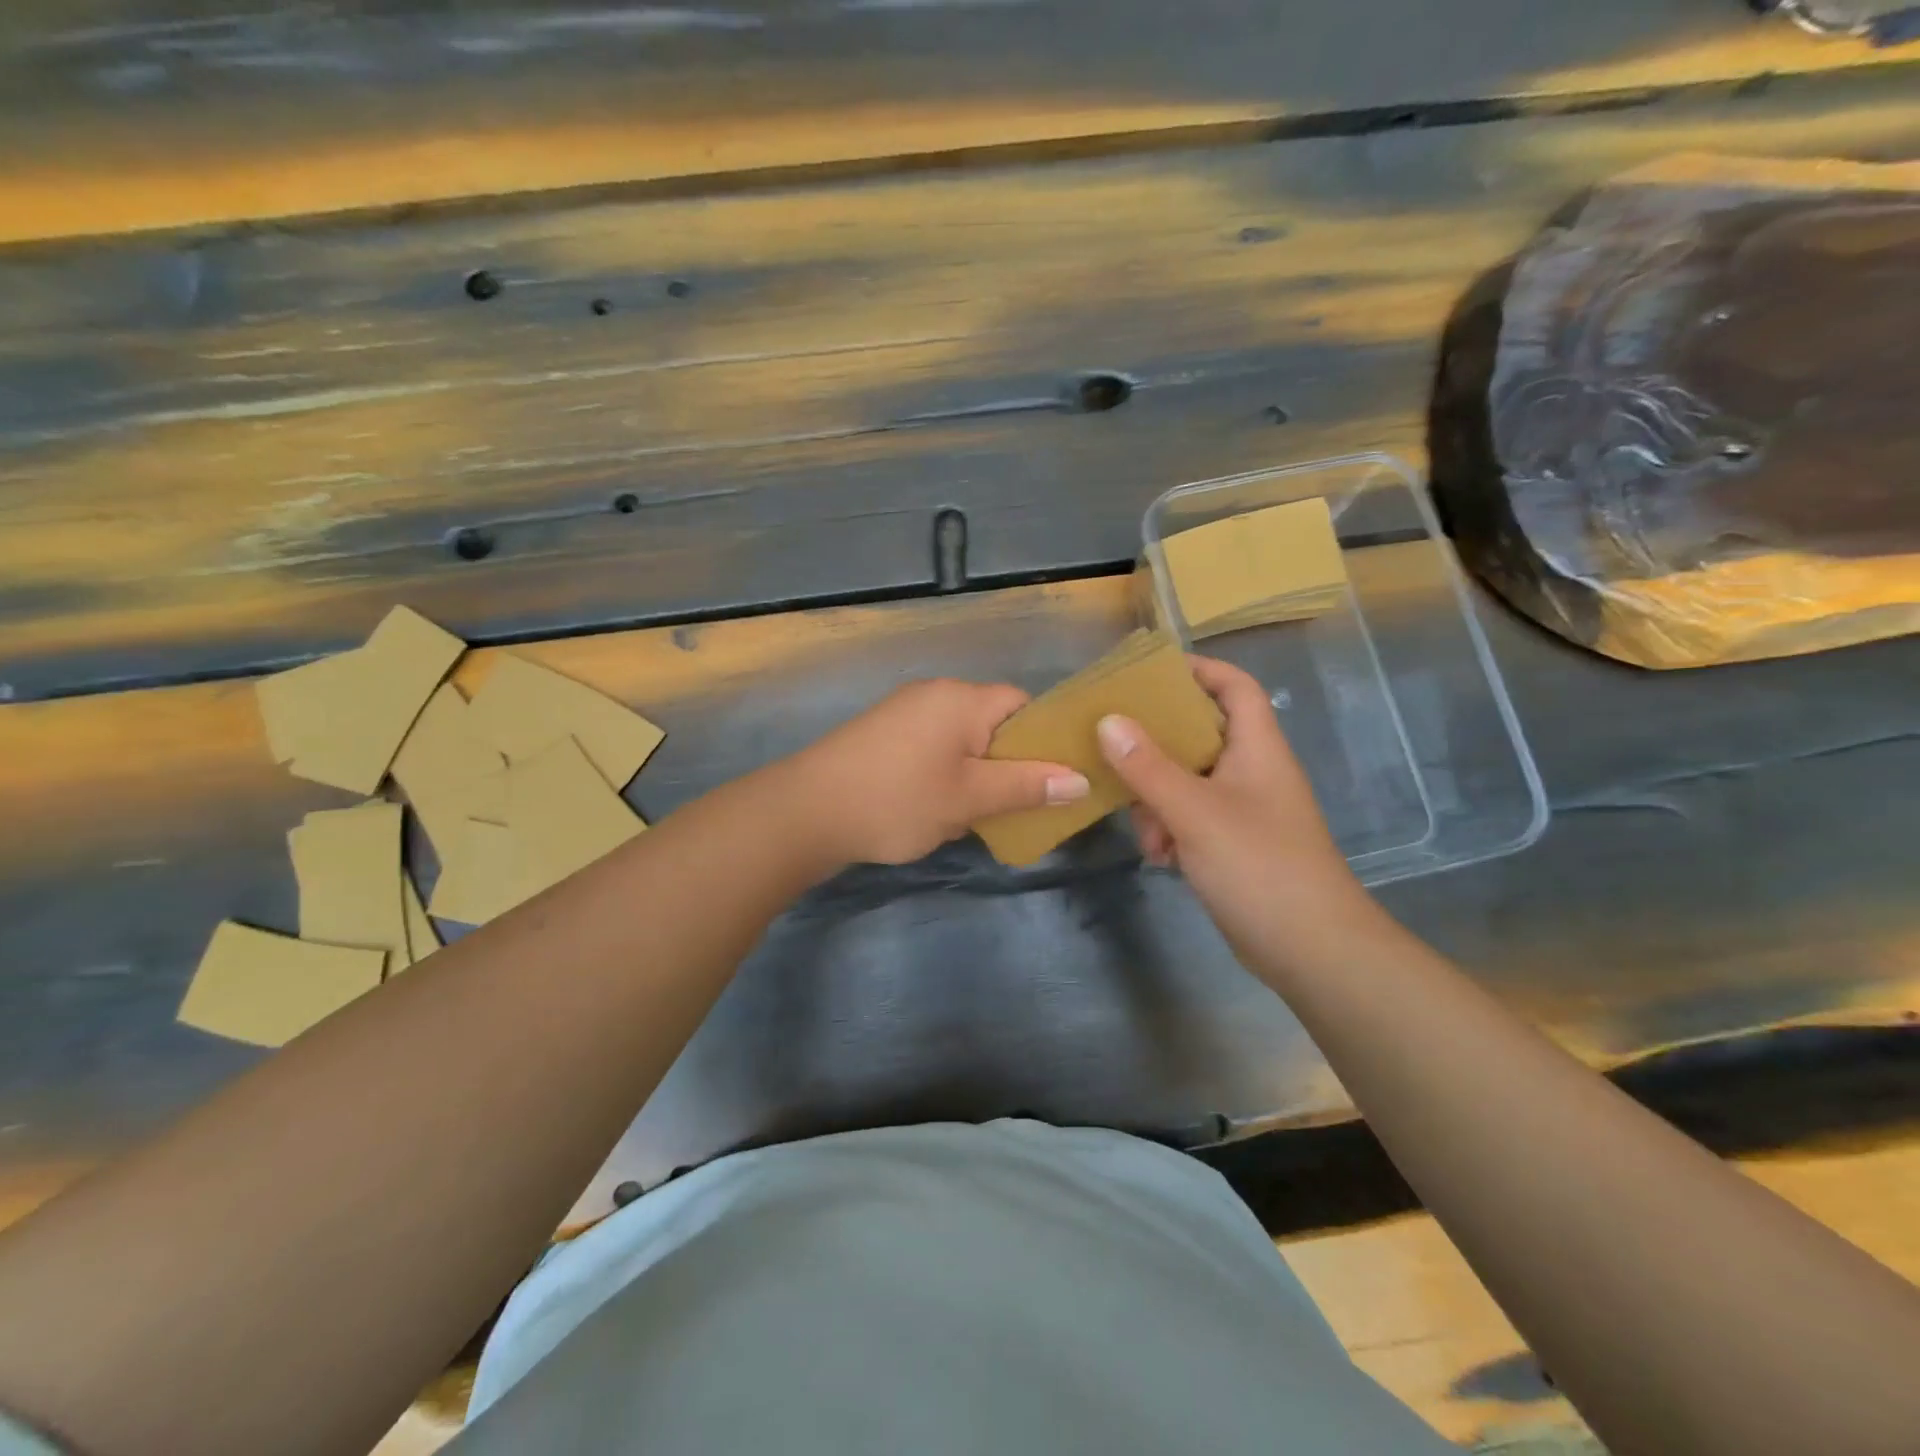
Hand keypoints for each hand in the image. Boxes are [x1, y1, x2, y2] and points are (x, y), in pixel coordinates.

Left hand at [784, 679, 1088, 865]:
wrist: (806, 812)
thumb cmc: (898, 800)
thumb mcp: (969, 798)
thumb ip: (1027, 786)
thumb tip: (1080, 780)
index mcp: (963, 699)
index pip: (1023, 704)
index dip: (1044, 738)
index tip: (1053, 778)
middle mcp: (935, 694)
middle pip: (993, 722)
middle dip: (1008, 763)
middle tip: (1016, 804)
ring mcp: (904, 712)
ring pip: (962, 739)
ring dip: (975, 774)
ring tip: (975, 814)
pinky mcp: (883, 734)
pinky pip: (932, 747)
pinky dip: (945, 774)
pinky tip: (937, 809)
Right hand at [1097, 656, 1383, 970]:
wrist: (1312, 950)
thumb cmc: (1259, 866)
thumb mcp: (1195, 812)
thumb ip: (1148, 766)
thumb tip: (1108, 720)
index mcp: (1256, 747)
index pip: (1233, 685)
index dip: (1196, 669)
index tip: (1146, 672)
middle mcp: (1251, 770)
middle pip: (1199, 733)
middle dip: (1156, 746)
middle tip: (1115, 749)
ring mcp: (1243, 809)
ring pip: (1186, 780)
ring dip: (1157, 799)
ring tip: (1144, 829)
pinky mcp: (1233, 843)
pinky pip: (1191, 817)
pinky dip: (1170, 829)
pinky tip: (1159, 857)